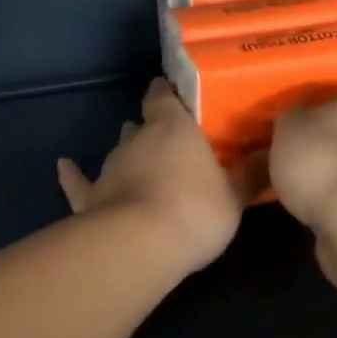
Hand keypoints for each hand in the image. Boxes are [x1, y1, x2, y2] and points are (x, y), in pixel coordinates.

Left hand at [58, 79, 257, 274]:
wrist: (140, 245)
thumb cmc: (195, 210)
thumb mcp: (235, 195)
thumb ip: (251, 173)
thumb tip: (272, 152)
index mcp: (173, 127)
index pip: (165, 95)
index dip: (169, 93)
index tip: (177, 95)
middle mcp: (137, 138)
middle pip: (142, 124)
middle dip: (154, 129)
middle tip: (171, 140)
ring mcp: (109, 167)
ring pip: (118, 150)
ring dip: (128, 152)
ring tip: (139, 156)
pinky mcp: (89, 197)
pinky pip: (79, 182)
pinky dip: (73, 175)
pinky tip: (64, 165)